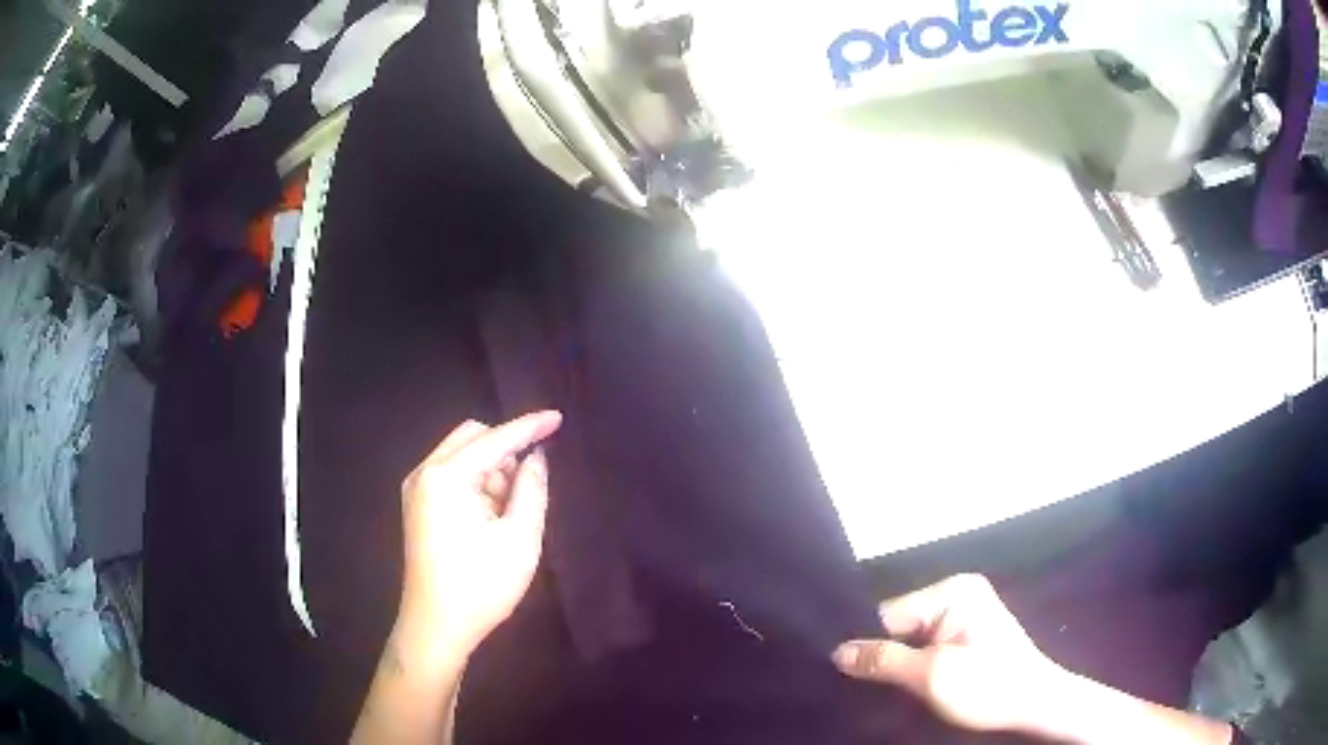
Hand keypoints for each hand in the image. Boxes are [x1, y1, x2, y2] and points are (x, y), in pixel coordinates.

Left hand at [396, 411, 561, 660]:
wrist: (436, 627)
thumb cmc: (480, 586)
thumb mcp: (519, 539)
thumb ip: (532, 489)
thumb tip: (536, 458)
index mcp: (446, 477)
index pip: (495, 439)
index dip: (529, 427)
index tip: (559, 418)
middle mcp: (424, 473)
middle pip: (471, 437)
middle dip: (505, 451)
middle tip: (527, 487)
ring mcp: (416, 489)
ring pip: (461, 456)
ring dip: (490, 471)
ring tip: (507, 514)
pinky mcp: (416, 507)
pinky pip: (450, 476)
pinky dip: (475, 484)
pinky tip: (488, 518)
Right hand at [832, 574, 1065, 734]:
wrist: (1034, 704)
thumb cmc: (987, 686)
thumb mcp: (931, 676)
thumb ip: (883, 660)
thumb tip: (837, 650)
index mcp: (952, 592)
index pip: (889, 614)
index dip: (867, 646)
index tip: (842, 676)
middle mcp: (957, 594)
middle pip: (900, 626)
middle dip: (884, 656)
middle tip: (863, 690)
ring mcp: (965, 614)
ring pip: (912, 640)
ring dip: (899, 665)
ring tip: (882, 692)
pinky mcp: (968, 634)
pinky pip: (928, 646)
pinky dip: (916, 666)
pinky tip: (908, 687)